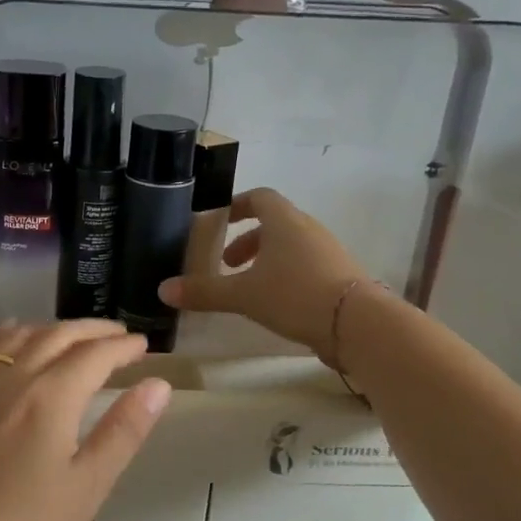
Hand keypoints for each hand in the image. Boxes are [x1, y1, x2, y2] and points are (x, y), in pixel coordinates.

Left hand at [0, 320, 172, 520]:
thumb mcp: (88, 487)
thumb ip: (123, 431)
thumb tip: (157, 385)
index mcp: (51, 398)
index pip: (94, 355)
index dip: (123, 347)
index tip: (144, 346)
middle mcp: (13, 380)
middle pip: (57, 337)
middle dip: (92, 331)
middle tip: (118, 335)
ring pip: (17, 338)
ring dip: (51, 329)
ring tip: (72, 337)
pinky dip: (0, 336)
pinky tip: (9, 338)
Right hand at [158, 188, 367, 359]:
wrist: (357, 323)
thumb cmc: (294, 294)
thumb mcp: (243, 295)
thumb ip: (204, 291)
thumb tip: (163, 290)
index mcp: (284, 221)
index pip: (259, 197)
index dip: (238, 206)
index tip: (220, 222)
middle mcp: (308, 229)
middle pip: (274, 224)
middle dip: (248, 241)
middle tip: (227, 265)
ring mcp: (329, 251)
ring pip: (291, 246)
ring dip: (267, 260)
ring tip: (249, 288)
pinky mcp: (341, 275)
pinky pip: (307, 265)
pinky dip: (287, 275)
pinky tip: (277, 304)